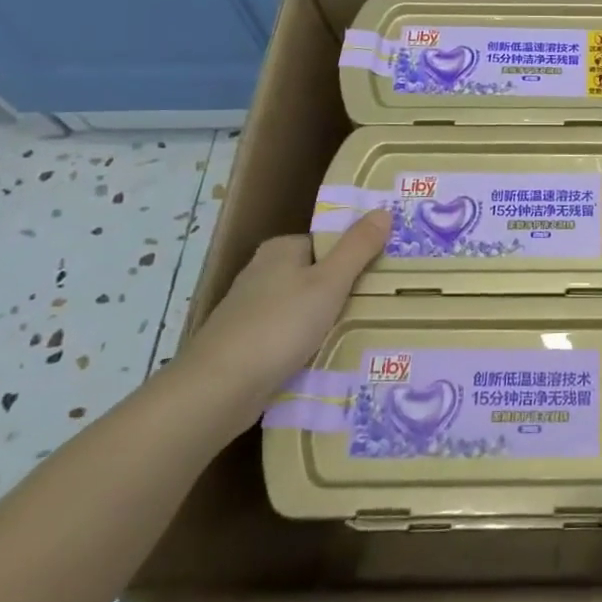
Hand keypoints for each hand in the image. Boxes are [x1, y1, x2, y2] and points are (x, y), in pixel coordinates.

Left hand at [178, 209, 390, 422]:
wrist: (218, 389)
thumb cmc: (279, 325)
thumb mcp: (329, 282)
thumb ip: (357, 247)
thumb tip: (383, 211)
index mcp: (280, 250)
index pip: (327, 243)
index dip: (355, 256)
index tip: (383, 274)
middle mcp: (262, 273)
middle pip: (316, 275)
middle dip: (344, 291)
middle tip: (381, 305)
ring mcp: (251, 311)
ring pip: (304, 309)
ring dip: (327, 321)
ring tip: (363, 333)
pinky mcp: (247, 345)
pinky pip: (289, 337)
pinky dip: (308, 345)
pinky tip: (327, 358)